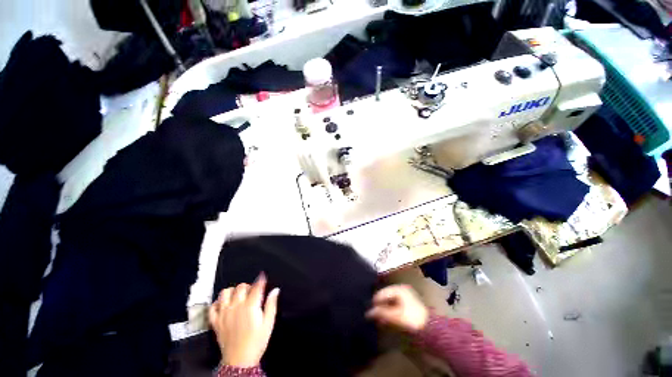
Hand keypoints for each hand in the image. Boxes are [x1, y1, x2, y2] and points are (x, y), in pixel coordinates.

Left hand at [209, 274, 279, 367]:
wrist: (240, 361)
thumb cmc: (256, 342)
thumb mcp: (269, 323)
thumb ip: (271, 304)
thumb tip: (275, 290)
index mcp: (250, 306)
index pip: (256, 286)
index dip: (260, 279)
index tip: (262, 276)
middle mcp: (236, 307)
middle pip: (240, 287)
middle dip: (247, 285)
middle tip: (252, 290)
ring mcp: (224, 314)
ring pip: (224, 293)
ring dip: (232, 291)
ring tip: (238, 295)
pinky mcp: (216, 322)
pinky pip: (212, 307)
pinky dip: (217, 303)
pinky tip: (223, 304)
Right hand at [366, 284, 428, 332]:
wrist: (431, 328)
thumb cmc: (412, 319)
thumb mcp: (395, 315)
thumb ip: (381, 313)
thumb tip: (369, 312)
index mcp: (398, 288)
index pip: (382, 293)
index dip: (375, 302)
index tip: (370, 311)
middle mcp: (402, 288)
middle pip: (386, 296)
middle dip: (380, 306)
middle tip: (374, 315)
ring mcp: (406, 295)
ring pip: (391, 301)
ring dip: (385, 309)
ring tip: (380, 318)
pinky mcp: (409, 302)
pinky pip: (396, 304)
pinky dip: (391, 310)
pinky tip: (388, 318)